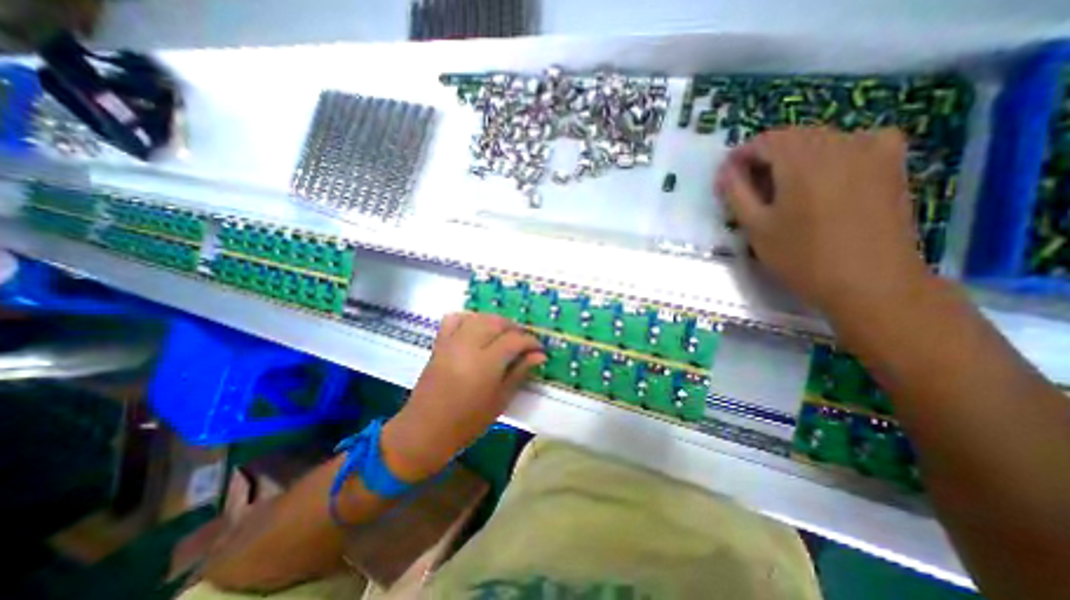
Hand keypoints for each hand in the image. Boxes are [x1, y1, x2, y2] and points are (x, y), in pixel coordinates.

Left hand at [379, 313, 542, 479]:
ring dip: (495, 321)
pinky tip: (476, 328)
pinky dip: (469, 318)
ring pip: (478, 317)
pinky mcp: (439, 343)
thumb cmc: (468, 421)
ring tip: (503, 335)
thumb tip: (539, 355)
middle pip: (497, 322)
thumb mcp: (500, 400)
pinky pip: (454, 319)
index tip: (539, 350)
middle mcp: (468, 345)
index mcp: (486, 363)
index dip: (531, 341)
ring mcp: (451, 342)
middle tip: (523, 343)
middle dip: (515, 328)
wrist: (426, 430)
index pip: (515, 339)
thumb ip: (520, 372)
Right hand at [713, 127, 932, 317]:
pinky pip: (854, 143)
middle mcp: (838, 143)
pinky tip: (826, 176)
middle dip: (765, 158)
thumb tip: (724, 170)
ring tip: (782, 188)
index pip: (763, 141)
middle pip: (791, 137)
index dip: (740, 157)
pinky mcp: (891, 163)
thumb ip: (736, 193)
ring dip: (793, 158)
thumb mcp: (756, 227)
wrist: (871, 282)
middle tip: (750, 189)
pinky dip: (831, 154)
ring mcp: (871, 149)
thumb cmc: (802, 257)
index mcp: (801, 160)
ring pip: (820, 140)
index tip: (728, 180)